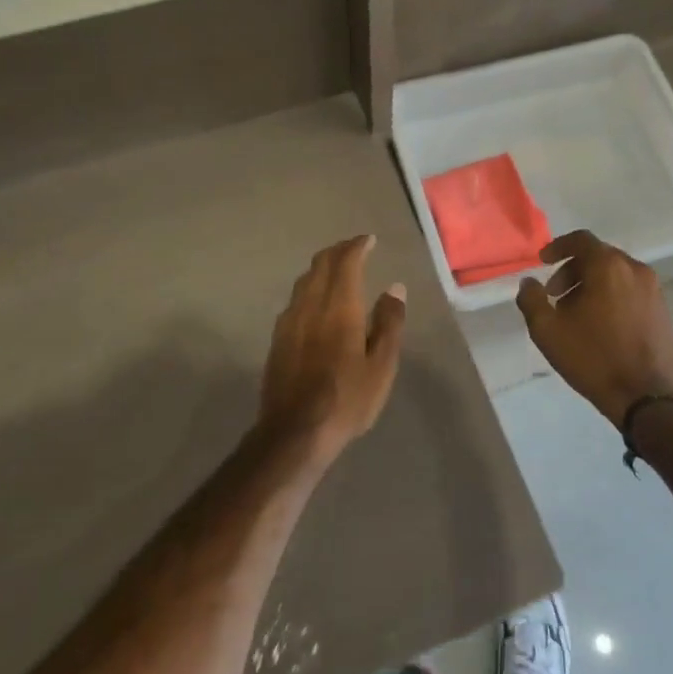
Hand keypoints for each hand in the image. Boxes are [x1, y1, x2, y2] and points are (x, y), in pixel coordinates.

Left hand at [261, 234, 406, 464]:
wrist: (294, 432)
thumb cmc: (346, 400)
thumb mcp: (381, 365)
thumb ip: (389, 323)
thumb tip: (394, 288)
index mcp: (339, 307)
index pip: (346, 262)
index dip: (357, 246)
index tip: (369, 240)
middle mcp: (310, 304)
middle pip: (321, 264)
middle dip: (339, 251)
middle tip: (355, 249)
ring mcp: (289, 320)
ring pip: (305, 280)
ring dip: (322, 268)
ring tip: (337, 270)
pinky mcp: (278, 338)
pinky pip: (296, 298)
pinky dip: (311, 287)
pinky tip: (317, 302)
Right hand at [517, 230, 672, 427]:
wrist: (645, 397)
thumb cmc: (592, 358)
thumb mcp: (547, 330)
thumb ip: (531, 299)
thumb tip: (528, 282)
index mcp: (608, 266)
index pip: (581, 240)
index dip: (557, 247)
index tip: (543, 263)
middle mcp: (635, 269)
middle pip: (599, 257)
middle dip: (573, 271)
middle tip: (555, 295)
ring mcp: (654, 290)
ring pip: (616, 274)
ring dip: (593, 285)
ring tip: (577, 314)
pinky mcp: (664, 311)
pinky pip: (632, 291)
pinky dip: (613, 297)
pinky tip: (602, 325)